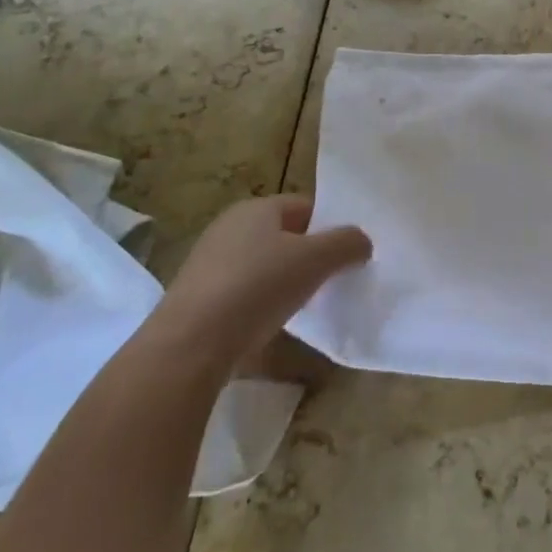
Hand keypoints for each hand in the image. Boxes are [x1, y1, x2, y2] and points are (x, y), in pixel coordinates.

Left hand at [154, 195, 370, 373]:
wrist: (189, 345)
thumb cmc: (258, 287)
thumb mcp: (316, 260)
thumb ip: (347, 244)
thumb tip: (362, 241)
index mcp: (256, 208)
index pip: (305, 206)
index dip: (330, 226)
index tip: (348, 253)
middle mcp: (229, 227)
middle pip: (283, 235)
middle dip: (309, 255)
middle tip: (333, 279)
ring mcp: (209, 263)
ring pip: (262, 265)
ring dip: (285, 281)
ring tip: (306, 306)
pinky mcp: (197, 298)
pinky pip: (242, 292)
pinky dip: (260, 304)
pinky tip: (271, 325)